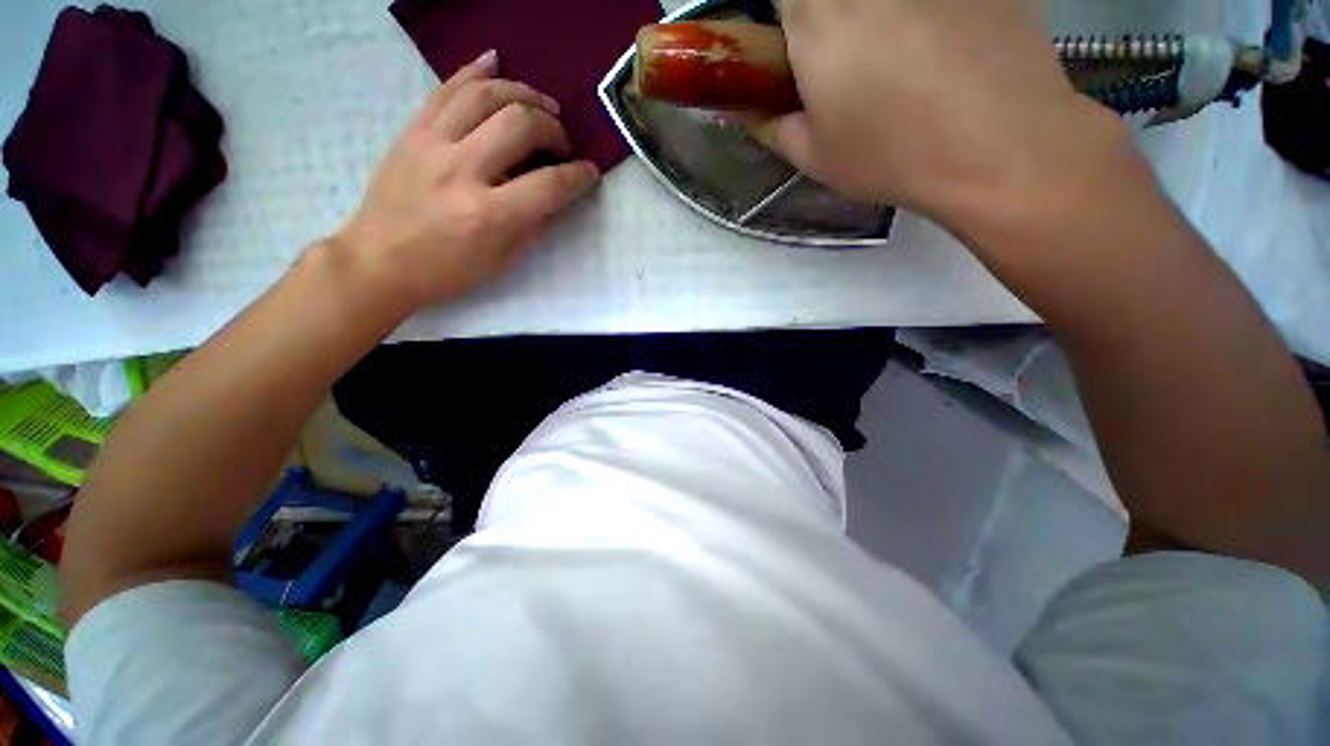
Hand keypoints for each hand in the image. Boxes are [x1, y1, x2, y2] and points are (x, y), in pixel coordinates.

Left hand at [335, 50, 599, 310]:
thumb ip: (532, 224)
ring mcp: (432, 144)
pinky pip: (445, 89)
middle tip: (561, 143)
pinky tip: (496, 62)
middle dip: (553, 129)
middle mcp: (462, 171)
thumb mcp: (502, 260)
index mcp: (489, 214)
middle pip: (520, 125)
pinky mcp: (412, 132)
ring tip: (542, 104)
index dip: (579, 176)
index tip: (590, 173)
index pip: (549, 184)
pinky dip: (475, 71)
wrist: (380, 261)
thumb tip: (554, 194)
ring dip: (523, 93)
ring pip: (485, 95)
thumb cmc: (447, 271)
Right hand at [757, 0, 1121, 224]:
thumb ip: (768, 124)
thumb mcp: (813, 155)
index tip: (786, 43)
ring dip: (874, 22)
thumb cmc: (892, 156)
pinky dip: (923, 16)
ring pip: (879, 0)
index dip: (779, 16)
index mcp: (818, 14)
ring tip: (893, 61)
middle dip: (822, 20)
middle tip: (835, 57)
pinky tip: (939, 46)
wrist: (1002, 148)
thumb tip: (744, 106)